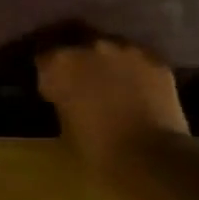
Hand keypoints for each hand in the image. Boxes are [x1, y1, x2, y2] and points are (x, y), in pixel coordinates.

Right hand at [36, 37, 188, 170]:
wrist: (152, 159)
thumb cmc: (98, 152)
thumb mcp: (65, 128)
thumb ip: (63, 101)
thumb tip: (69, 97)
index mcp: (60, 65)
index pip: (44, 56)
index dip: (47, 71)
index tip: (50, 85)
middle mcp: (90, 46)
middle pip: (76, 41)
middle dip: (75, 57)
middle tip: (78, 78)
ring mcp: (126, 48)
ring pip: (109, 46)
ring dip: (106, 60)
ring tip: (110, 82)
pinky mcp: (155, 59)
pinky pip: (137, 59)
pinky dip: (133, 70)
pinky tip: (138, 89)